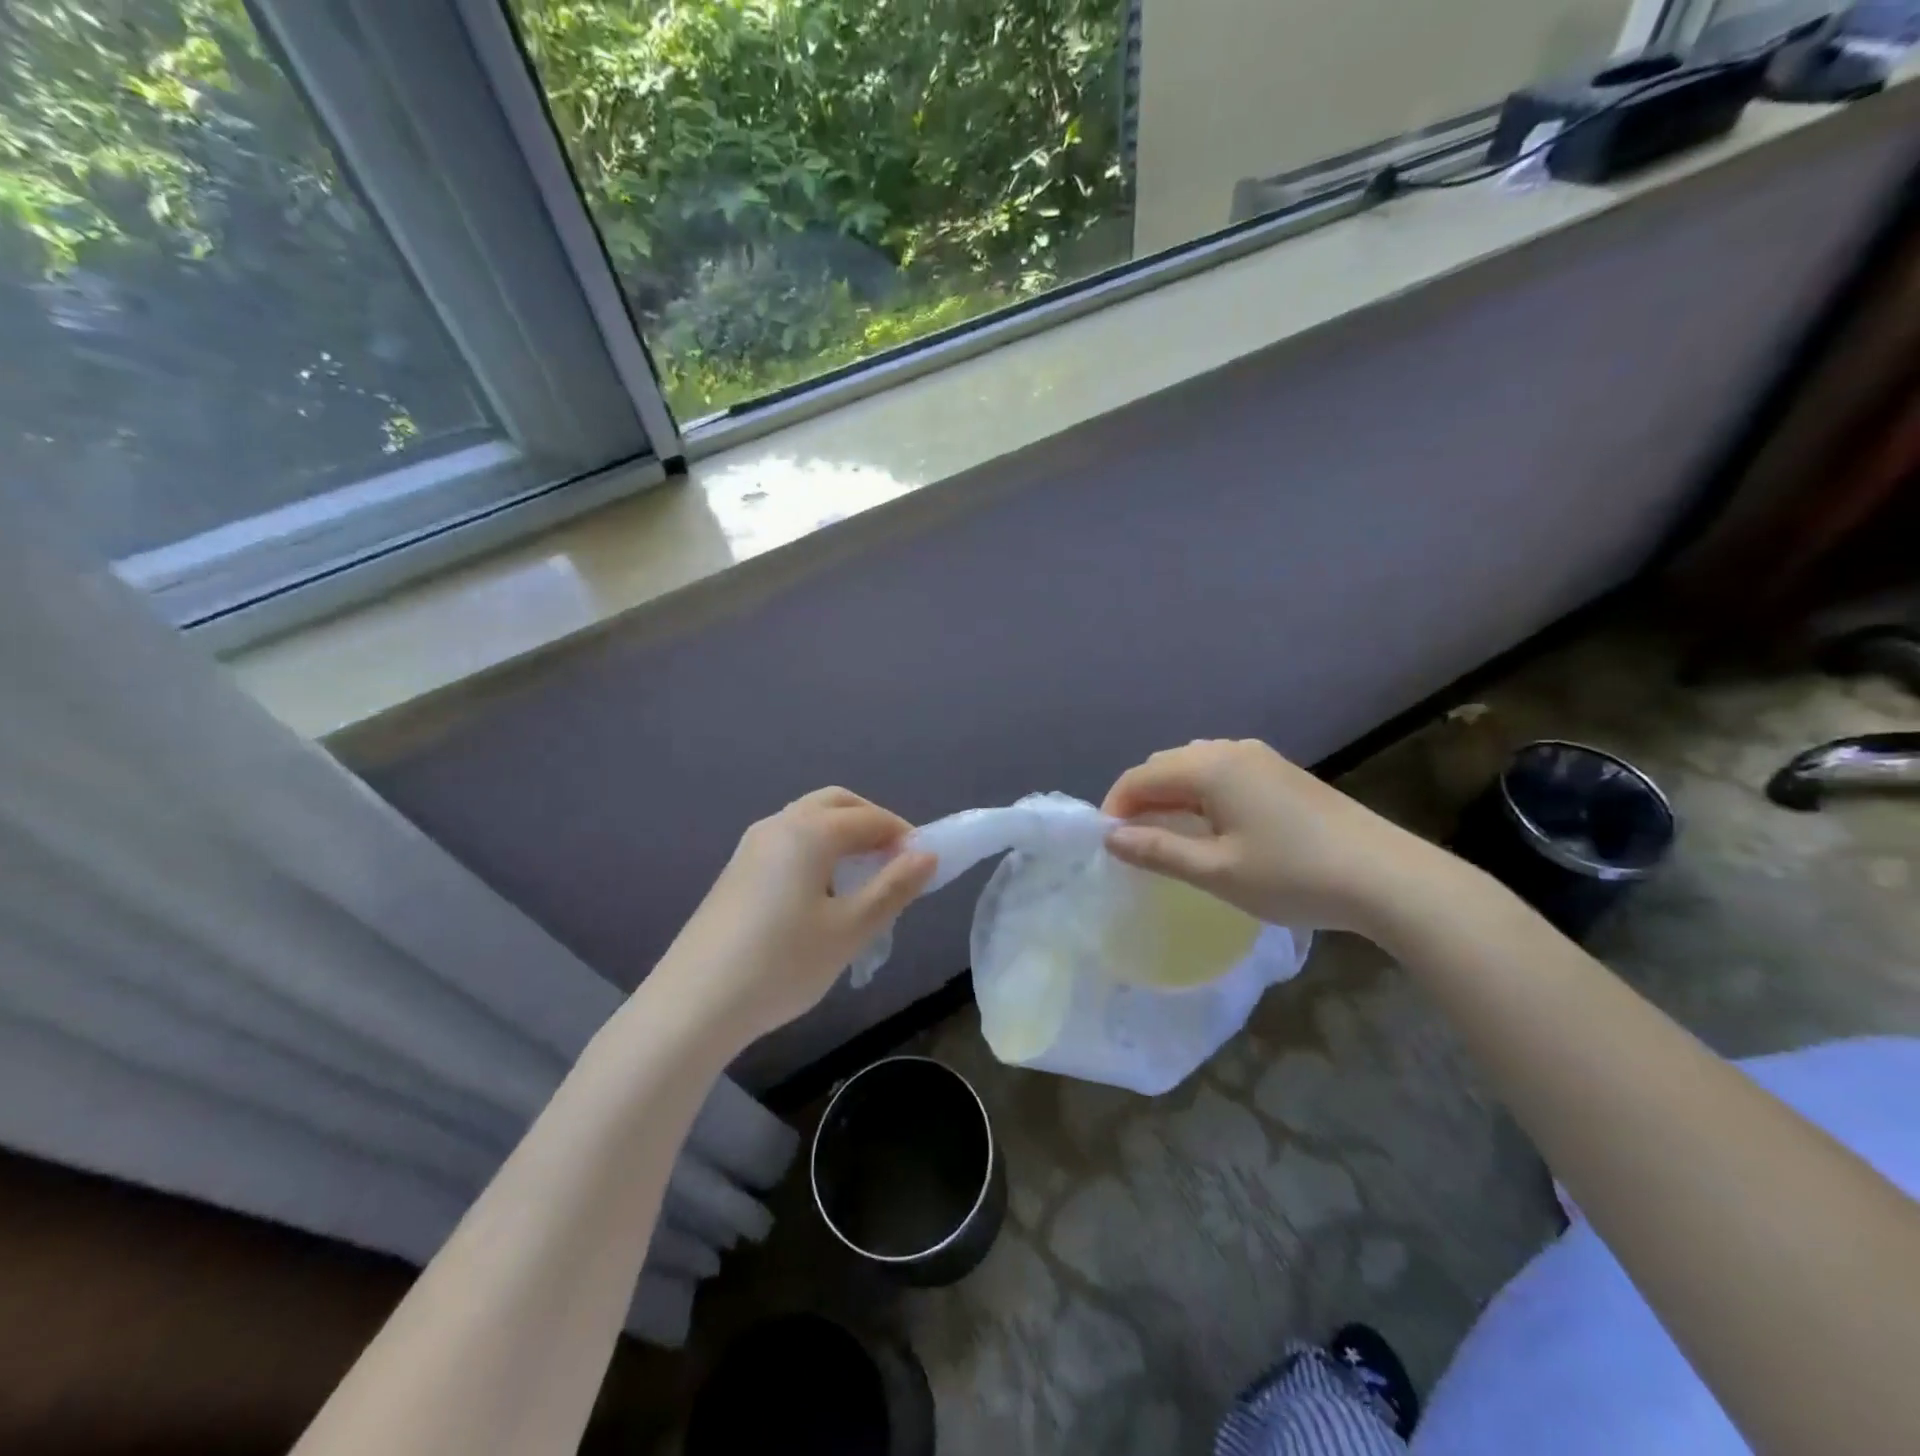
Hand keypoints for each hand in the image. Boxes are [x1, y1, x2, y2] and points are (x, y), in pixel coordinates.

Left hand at [648, 788, 935, 1051]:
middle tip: (895, 862)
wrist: (692, 1005)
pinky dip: (817, 851)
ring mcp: (751, 846)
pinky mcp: (737, 871)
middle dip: (872, 823)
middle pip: (836, 804)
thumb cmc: (781, 965)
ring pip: (809, 821)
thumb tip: (927, 855)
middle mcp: (779, 825)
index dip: (904, 836)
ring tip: (862, 882)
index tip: (925, 867)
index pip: (870, 818)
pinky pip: (788, 842)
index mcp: (809, 832)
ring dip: (843, 836)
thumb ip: (893, 888)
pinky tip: (821, 896)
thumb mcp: (850, 930)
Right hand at [1101, 739, 1447, 933]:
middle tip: (1136, 844)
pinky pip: (1223, 772)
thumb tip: (1111, 837)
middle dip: (1141, 798)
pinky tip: (1212, 825)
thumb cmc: (1293, 876)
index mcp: (1209, 767)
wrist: (1387, 877)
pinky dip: (1201, 793)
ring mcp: (1261, 758)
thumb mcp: (1216, 871)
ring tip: (1170, 837)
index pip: (1141, 776)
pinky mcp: (1283, 772)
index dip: (1116, 807)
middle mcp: (1231, 750)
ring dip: (1172, 795)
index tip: (1109, 845)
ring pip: (1195, 766)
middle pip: (1166, 764)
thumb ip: (1157, 851)